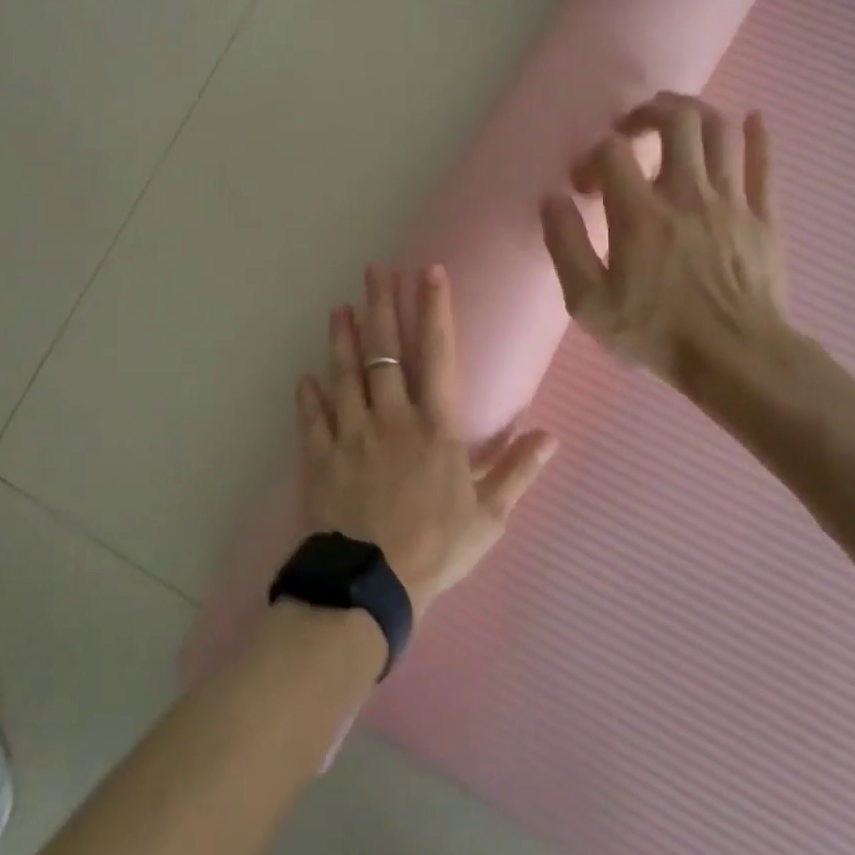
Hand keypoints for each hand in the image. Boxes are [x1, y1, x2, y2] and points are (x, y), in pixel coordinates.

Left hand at [297, 265, 557, 618]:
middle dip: (380, 307)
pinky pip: (312, 418)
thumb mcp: (489, 516)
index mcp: (435, 428)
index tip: (429, 272)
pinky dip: (308, 396)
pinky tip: (305, 377)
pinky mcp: (321, 457)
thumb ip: (517, 470)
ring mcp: (351, 435)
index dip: (434, 310)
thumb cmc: (436, 548)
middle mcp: (392, 418)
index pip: (437, 355)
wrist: (370, 584)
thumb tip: (550, 435)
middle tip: (374, 270)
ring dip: (342, 339)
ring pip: (345, 375)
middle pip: (384, 352)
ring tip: (339, 308)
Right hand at [540, 94, 799, 426]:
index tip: (584, 185)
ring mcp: (731, 201)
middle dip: (650, 111)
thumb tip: (552, 199)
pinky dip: (756, 135)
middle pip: (677, 121)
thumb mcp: (589, 303)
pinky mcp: (764, 216)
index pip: (612, 152)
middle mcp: (687, 194)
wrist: (736, 359)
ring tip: (677, 121)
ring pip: (721, 131)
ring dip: (696, 113)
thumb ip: (565, 245)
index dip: (592, 156)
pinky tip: (750, 120)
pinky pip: (764, 162)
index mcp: (640, 214)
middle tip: (633, 127)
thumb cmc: (656, 332)